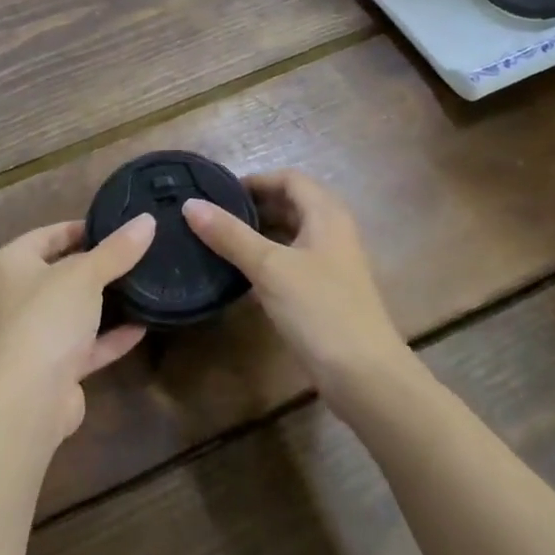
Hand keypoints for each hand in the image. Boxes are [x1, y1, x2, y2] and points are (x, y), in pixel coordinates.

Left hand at [0, 216, 153, 448]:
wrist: (28, 398)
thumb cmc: (47, 318)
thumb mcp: (85, 274)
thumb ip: (117, 250)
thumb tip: (147, 220)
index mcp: (13, 263)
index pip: (48, 234)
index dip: (82, 227)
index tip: (120, 225)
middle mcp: (19, 295)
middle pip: (63, 272)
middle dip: (99, 265)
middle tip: (140, 251)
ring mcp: (37, 333)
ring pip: (76, 310)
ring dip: (107, 302)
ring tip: (145, 283)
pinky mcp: (56, 367)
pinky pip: (88, 344)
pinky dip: (112, 336)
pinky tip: (144, 325)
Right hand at [184, 171, 411, 408]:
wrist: (364, 375)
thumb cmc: (319, 309)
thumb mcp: (269, 267)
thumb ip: (229, 234)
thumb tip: (190, 204)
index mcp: (326, 215)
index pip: (290, 179)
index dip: (256, 180)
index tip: (218, 192)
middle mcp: (332, 233)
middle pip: (290, 205)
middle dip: (253, 206)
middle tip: (212, 216)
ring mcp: (331, 265)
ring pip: (290, 236)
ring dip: (257, 234)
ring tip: (218, 242)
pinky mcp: (325, 294)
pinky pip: (291, 264)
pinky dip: (266, 261)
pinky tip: (240, 275)